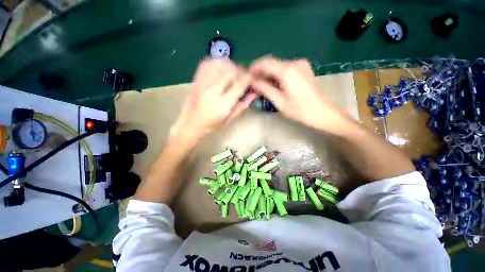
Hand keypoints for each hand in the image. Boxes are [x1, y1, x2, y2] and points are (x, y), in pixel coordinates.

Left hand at [171, 59, 255, 147]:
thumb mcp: (229, 120)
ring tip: (233, 72)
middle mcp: (213, 91)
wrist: (190, 124)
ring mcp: (203, 83)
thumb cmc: (211, 126)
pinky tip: (221, 68)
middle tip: (244, 76)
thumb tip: (253, 94)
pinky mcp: (196, 80)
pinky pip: (207, 63)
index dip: (249, 78)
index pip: (239, 84)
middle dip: (241, 70)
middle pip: (231, 71)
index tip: (253, 78)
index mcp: (222, 104)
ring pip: (220, 64)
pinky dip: (217, 62)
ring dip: (230, 65)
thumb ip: (242, 106)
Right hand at [250, 57, 347, 132]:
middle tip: (253, 83)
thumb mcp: (279, 102)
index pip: (266, 62)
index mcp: (288, 71)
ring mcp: (300, 65)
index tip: (247, 76)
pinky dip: (276, 75)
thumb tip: (252, 82)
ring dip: (268, 74)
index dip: (254, 68)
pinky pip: (285, 69)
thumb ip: (265, 89)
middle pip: (272, 63)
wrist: (321, 112)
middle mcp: (294, 63)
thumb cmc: (300, 110)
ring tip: (261, 86)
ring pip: (278, 66)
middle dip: (261, 72)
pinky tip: (273, 84)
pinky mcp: (303, 68)